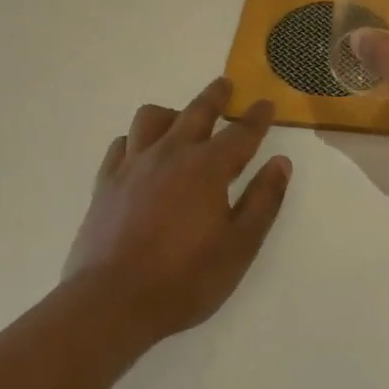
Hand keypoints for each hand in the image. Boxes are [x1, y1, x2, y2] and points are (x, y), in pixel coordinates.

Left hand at [64, 78, 290, 349]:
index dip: (257, 117)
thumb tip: (281, 163)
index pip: (241, 133)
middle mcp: (171, 153)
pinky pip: (121, 144)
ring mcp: (134, 164)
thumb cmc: (184, 279)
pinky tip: (140, 153)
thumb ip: (263, 201)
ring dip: (171, 113)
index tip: (266, 104)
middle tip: (225, 85)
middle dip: (216, 95)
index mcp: (207, 167)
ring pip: (152, 118)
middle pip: (197, 111)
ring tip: (179, 121)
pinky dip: (135, 140)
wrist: (111, 302)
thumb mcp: (239, 247)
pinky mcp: (106, 181)